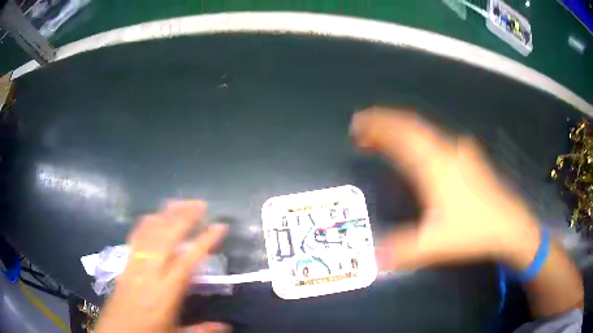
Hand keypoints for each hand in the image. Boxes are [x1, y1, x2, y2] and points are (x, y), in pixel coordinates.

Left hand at [95, 201, 227, 332]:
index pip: (188, 261)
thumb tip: (226, 326)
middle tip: (200, 204)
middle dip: (184, 218)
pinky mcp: (124, 265)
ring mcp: (135, 266)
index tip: (219, 226)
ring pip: (150, 234)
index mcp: (166, 293)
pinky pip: (134, 239)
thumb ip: (202, 330)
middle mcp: (150, 274)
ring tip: (179, 202)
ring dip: (165, 215)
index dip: (204, 242)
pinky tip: (152, 215)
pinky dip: (144, 224)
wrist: (116, 332)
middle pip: (166, 239)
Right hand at [350, 107, 540, 270]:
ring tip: (384, 138)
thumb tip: (372, 259)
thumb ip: (402, 252)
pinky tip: (419, 150)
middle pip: (411, 126)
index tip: (357, 124)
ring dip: (401, 131)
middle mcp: (446, 150)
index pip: (401, 135)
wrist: (510, 226)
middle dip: (385, 124)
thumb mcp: (435, 245)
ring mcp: (461, 152)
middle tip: (364, 129)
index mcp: (435, 165)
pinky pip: (437, 139)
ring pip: (425, 131)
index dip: (377, 126)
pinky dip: (419, 139)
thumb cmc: (474, 231)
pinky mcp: (469, 158)